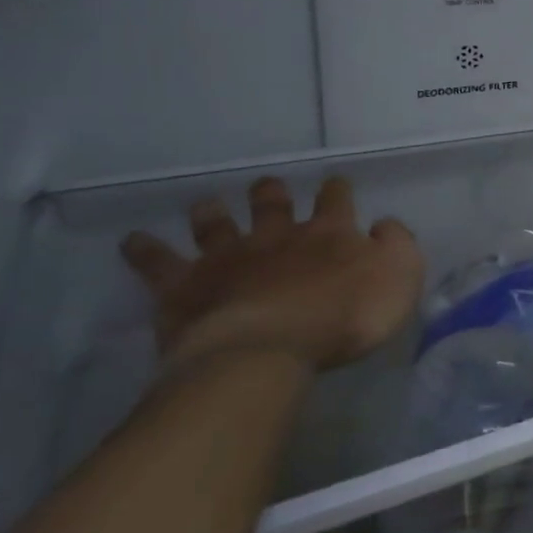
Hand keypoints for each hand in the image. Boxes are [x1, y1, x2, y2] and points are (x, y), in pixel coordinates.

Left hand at [121, 176, 425, 372]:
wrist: (270, 348)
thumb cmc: (346, 316)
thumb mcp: (400, 277)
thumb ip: (398, 245)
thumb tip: (384, 225)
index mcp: (331, 234)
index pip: (336, 201)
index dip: (337, 191)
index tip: (335, 184)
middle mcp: (279, 236)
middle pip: (273, 205)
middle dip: (272, 194)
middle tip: (267, 186)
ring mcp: (229, 258)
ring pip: (217, 225)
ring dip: (212, 213)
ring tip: (207, 204)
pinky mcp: (187, 287)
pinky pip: (159, 264)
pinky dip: (145, 250)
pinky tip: (132, 241)